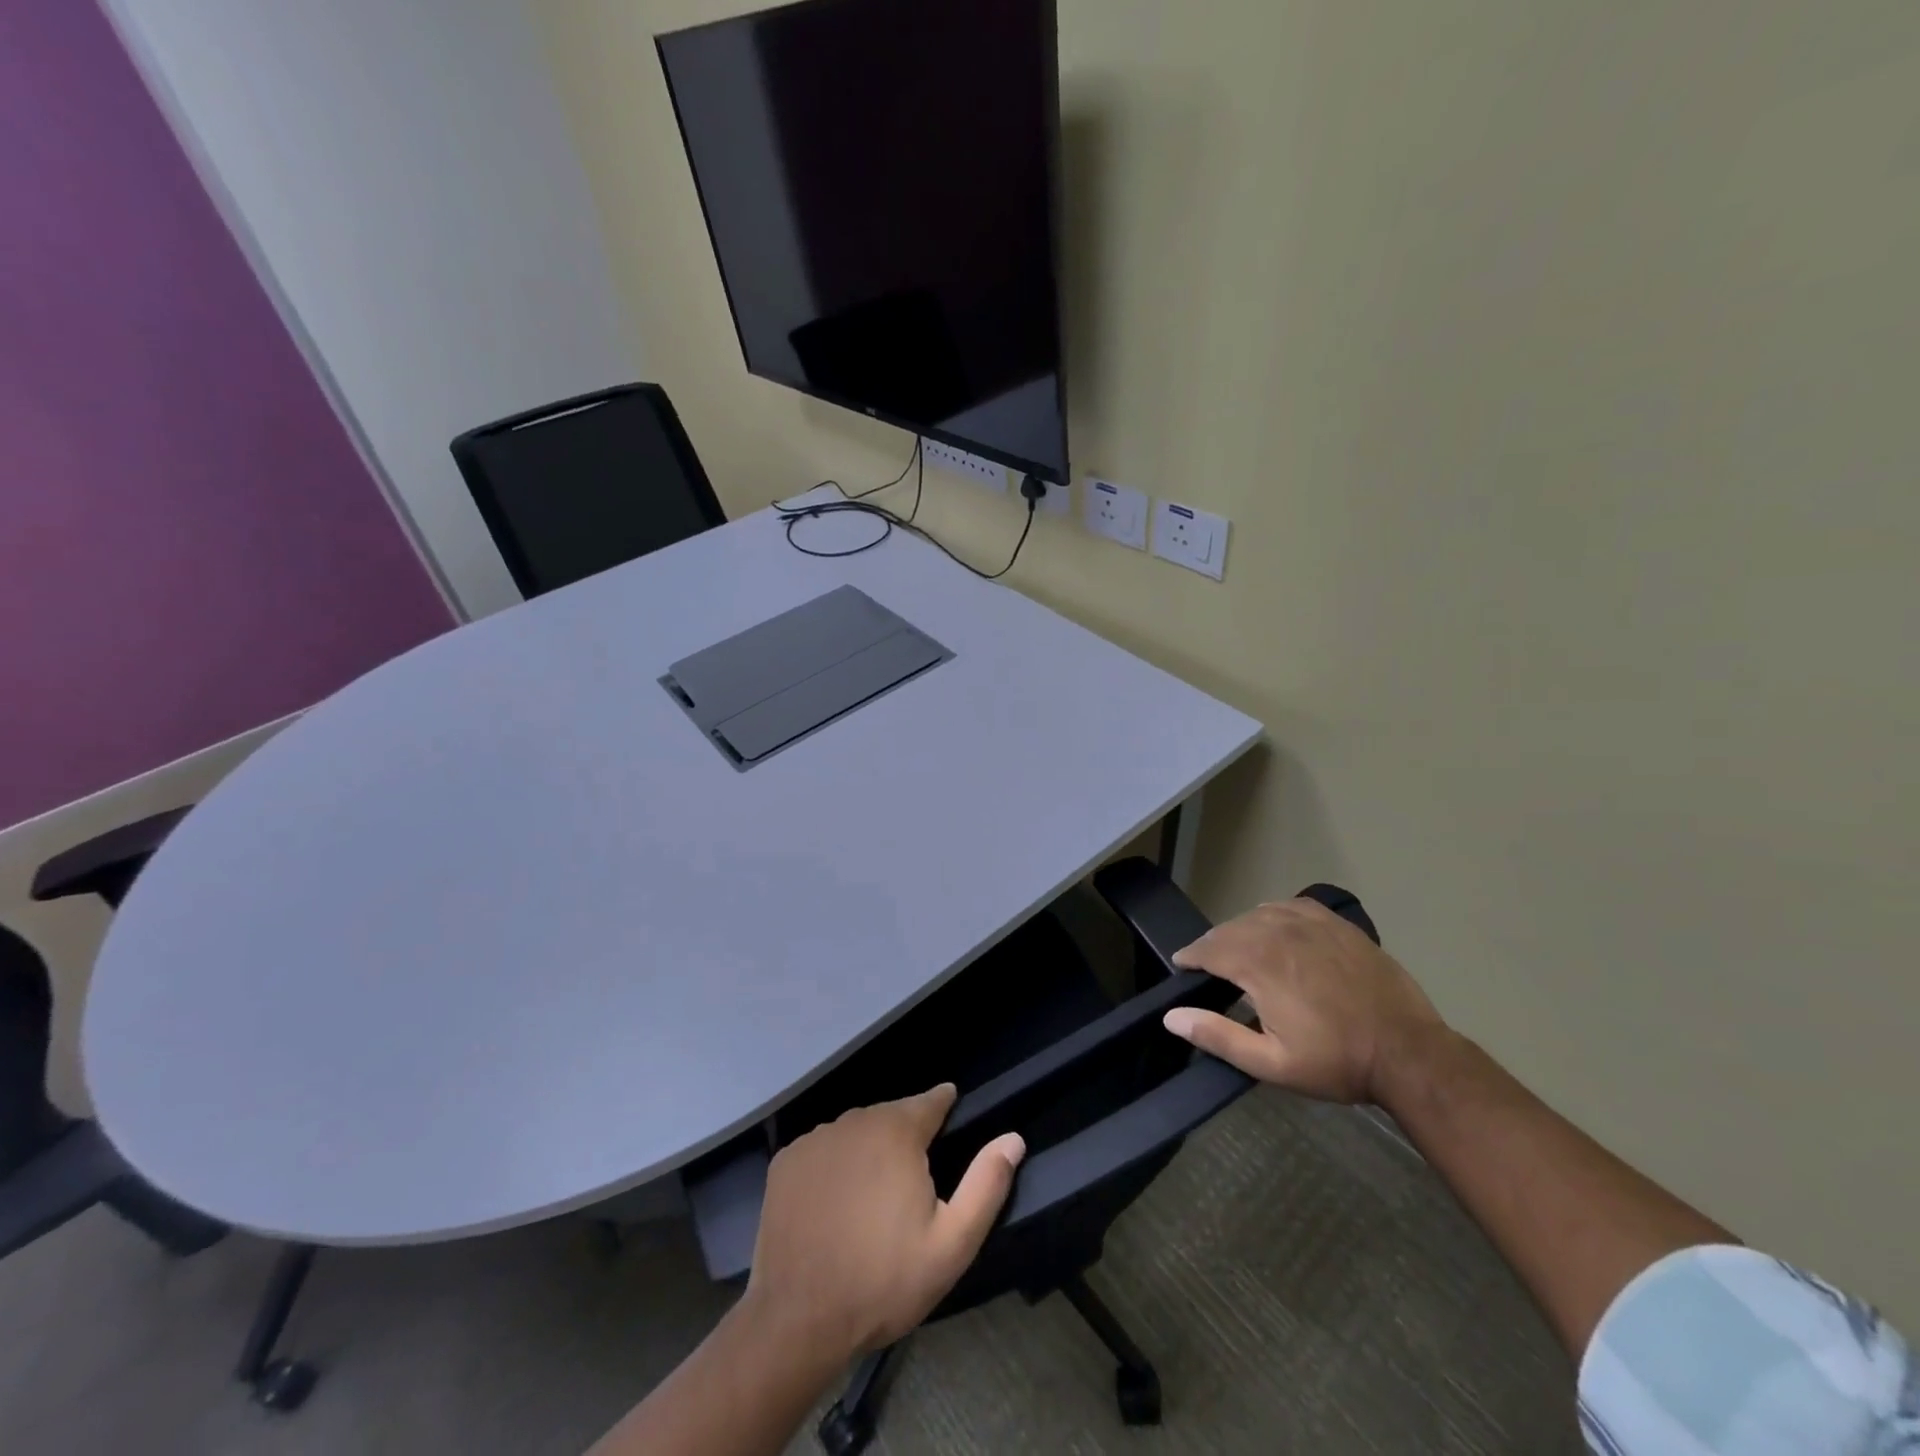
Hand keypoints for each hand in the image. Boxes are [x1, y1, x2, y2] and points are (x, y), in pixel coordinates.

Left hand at [744, 1085, 1025, 1362]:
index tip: (950, 1114)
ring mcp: (815, 1139)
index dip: (944, 1106)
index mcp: (897, 1131)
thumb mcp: (951, 1244)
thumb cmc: (883, 1281)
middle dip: (905, 1136)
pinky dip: (834, 1165)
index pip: (930, 1100)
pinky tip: (835, 1203)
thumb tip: (1013, 1138)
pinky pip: (822, 1150)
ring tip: (873, 1195)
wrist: (798, 1321)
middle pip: (891, 1115)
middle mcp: (855, 1121)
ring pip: (855, 1131)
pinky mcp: (786, 1162)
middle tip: (911, 1182)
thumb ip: (986, 1185)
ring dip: (868, 1149)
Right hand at [1163, 897, 1442, 1103]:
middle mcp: (1279, 933)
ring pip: (1258, 915)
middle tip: (1206, 964)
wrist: (1409, 1053)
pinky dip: (1273, 914)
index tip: (1181, 966)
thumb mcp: (1272, 1063)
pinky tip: (1275, 929)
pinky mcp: (1337, 924)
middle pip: (1230, 929)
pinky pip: (1291, 906)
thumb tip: (1171, 1017)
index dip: (1190, 956)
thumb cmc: (1337, 1062)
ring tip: (1238, 950)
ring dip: (1240, 930)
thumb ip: (1218, 1036)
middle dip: (1212, 945)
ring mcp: (1311, 924)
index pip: (1208, 949)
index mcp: (1259, 963)